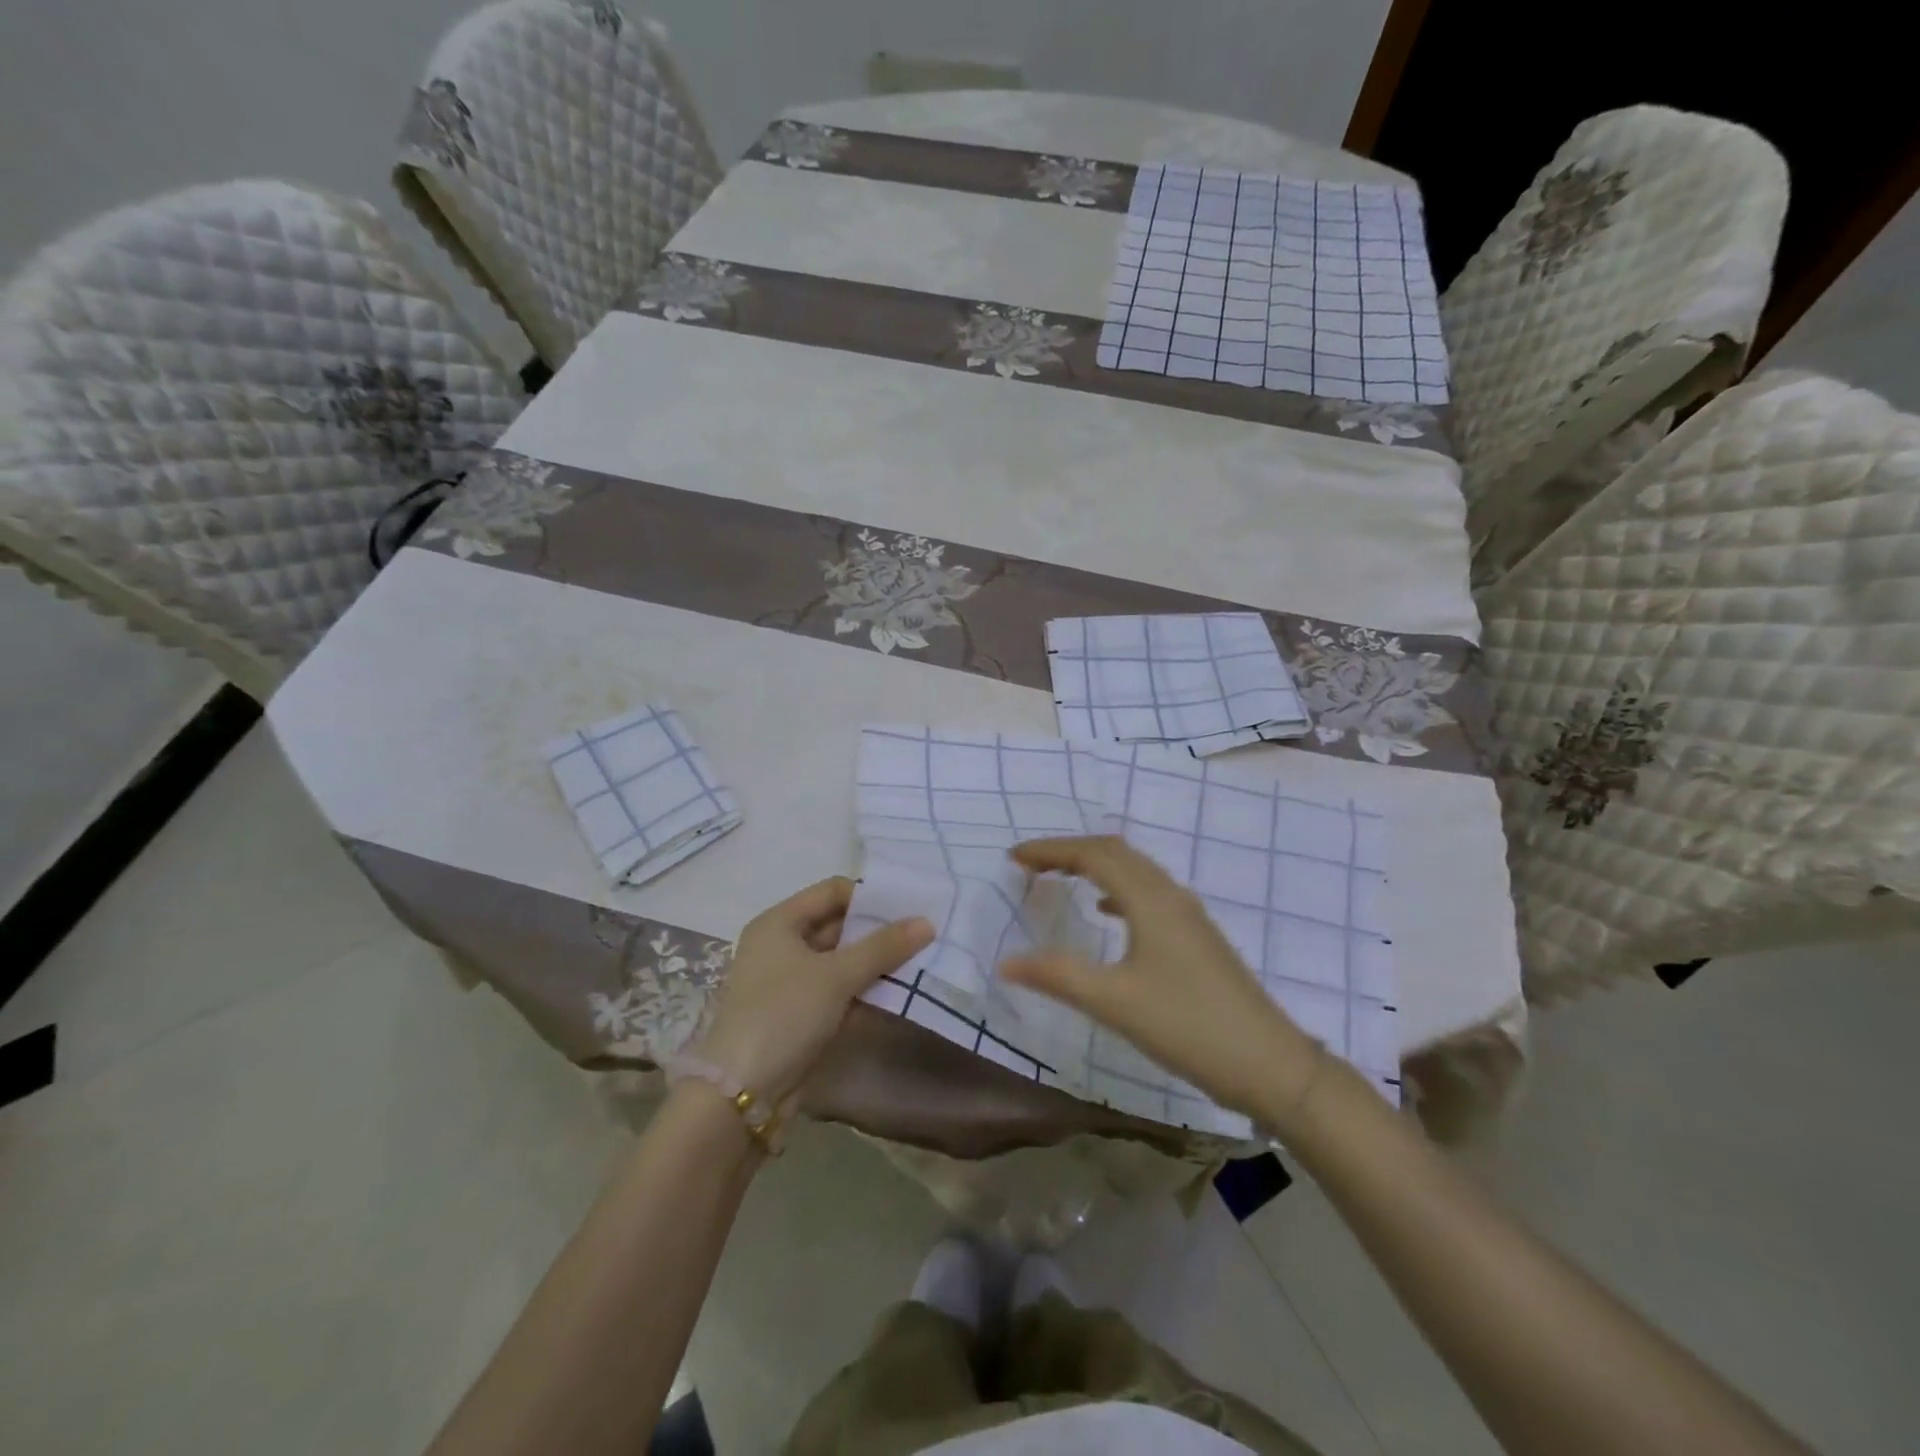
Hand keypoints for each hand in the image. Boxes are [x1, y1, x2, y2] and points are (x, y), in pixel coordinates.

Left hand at [696, 877, 932, 1107]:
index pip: (831, 891)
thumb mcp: (836, 975)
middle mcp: (782, 946)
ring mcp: (790, 982)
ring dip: (876, 963)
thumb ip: (883, 947)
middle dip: (878, 931)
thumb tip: (927, 922)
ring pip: (841, 961)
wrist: (742, 1093)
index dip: (869, 896)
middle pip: (838, 925)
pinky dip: (865, 990)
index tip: (908, 909)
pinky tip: (899, 994)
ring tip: (919, 961)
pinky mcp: (801, 1014)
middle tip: (922, 934)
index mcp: (779, 923)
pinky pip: (839, 991)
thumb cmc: (784, 1014)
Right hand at [1001, 836, 1321, 1122]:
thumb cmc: (1188, 1026)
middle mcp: (1170, 895)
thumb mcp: (1114, 1002)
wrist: (1270, 1064)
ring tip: (1059, 878)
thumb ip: (1058, 976)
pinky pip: (1147, 894)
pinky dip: (1117, 890)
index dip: (1050, 850)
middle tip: (1030, 864)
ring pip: (1134, 871)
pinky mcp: (1196, 936)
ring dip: (1095, 866)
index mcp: (1150, 899)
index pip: (1092, 854)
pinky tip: (1105, 914)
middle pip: (1115, 852)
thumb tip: (1006, 962)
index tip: (1013, 858)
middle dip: (1070, 851)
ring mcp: (1188, 914)